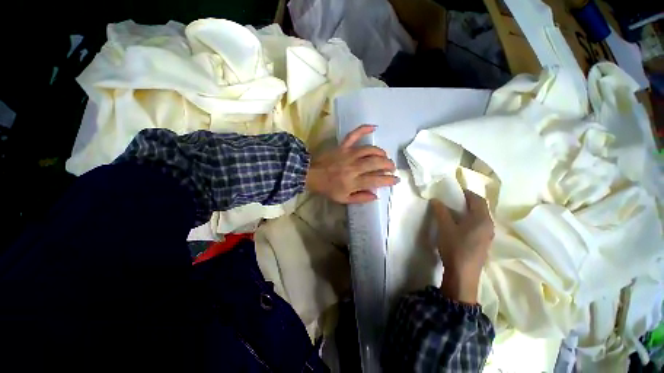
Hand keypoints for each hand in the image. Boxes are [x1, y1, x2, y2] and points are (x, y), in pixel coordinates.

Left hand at [306, 125, 398, 203]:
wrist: (312, 175)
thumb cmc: (328, 188)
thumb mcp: (343, 199)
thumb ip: (360, 198)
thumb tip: (376, 195)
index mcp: (353, 182)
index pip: (376, 180)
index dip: (389, 180)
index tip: (396, 179)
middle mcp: (353, 167)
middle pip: (376, 163)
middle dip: (388, 165)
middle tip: (391, 168)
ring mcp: (348, 154)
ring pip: (370, 150)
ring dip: (381, 152)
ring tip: (384, 156)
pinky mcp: (343, 146)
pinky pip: (354, 135)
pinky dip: (364, 129)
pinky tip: (374, 127)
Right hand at [431, 190, 493, 303]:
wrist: (463, 274)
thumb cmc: (455, 247)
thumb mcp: (445, 227)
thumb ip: (441, 211)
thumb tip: (436, 199)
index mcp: (482, 219)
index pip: (477, 199)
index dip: (466, 192)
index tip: (453, 191)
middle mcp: (489, 225)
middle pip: (480, 208)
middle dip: (466, 202)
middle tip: (451, 200)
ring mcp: (488, 236)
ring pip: (479, 217)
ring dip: (468, 211)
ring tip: (453, 211)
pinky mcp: (483, 243)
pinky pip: (478, 226)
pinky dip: (469, 220)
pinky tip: (459, 226)